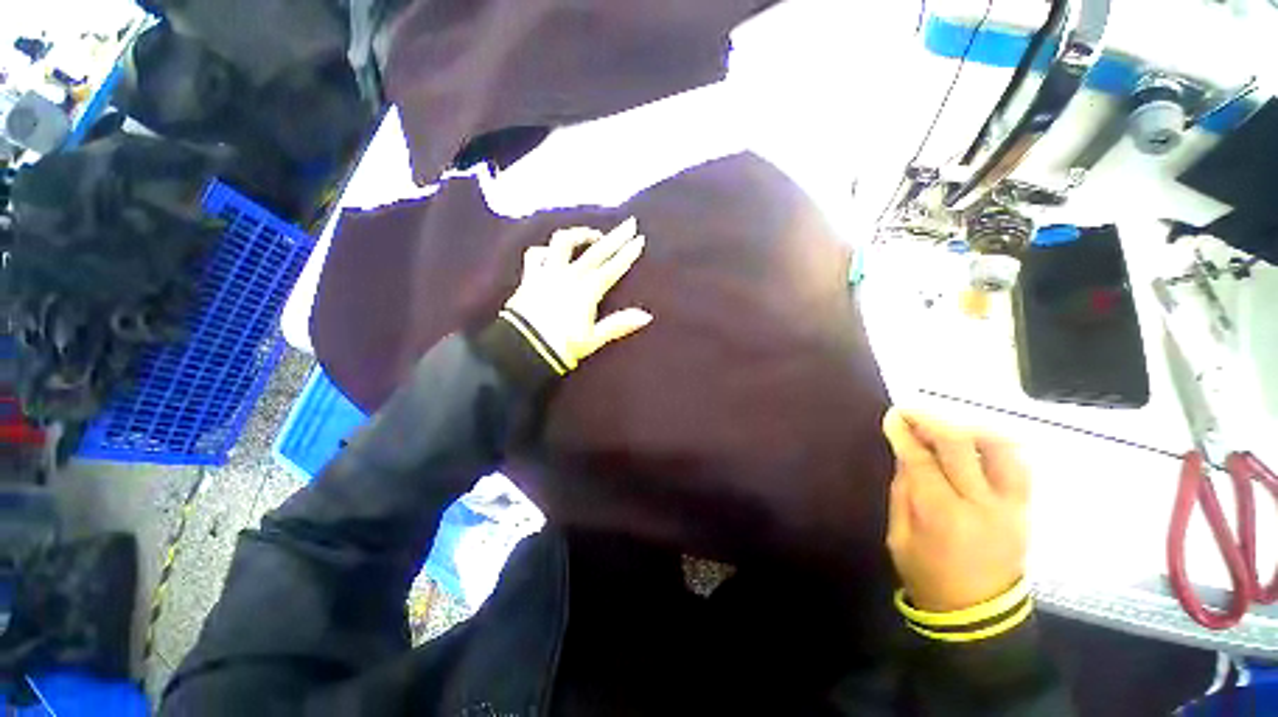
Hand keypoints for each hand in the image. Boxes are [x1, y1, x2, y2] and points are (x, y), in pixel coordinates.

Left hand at [504, 217, 652, 371]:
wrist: (522, 349)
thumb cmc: (562, 347)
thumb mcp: (594, 339)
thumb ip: (619, 324)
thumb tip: (647, 316)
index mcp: (587, 290)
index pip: (613, 267)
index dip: (627, 253)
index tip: (639, 239)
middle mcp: (569, 275)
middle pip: (596, 251)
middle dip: (615, 237)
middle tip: (629, 223)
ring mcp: (548, 273)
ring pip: (563, 243)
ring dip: (579, 235)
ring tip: (592, 235)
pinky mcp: (530, 277)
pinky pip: (535, 255)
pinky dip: (544, 251)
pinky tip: (551, 253)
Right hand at [882, 408, 1029, 612]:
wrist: (978, 614)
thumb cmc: (928, 575)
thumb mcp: (899, 535)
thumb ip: (903, 491)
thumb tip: (905, 454)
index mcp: (942, 515)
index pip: (921, 459)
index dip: (904, 433)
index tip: (892, 416)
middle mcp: (981, 504)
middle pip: (960, 445)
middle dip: (931, 420)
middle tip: (912, 412)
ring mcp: (1011, 506)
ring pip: (1000, 448)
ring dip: (970, 428)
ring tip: (947, 427)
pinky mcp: (1025, 509)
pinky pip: (1019, 464)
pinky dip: (996, 446)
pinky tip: (976, 444)